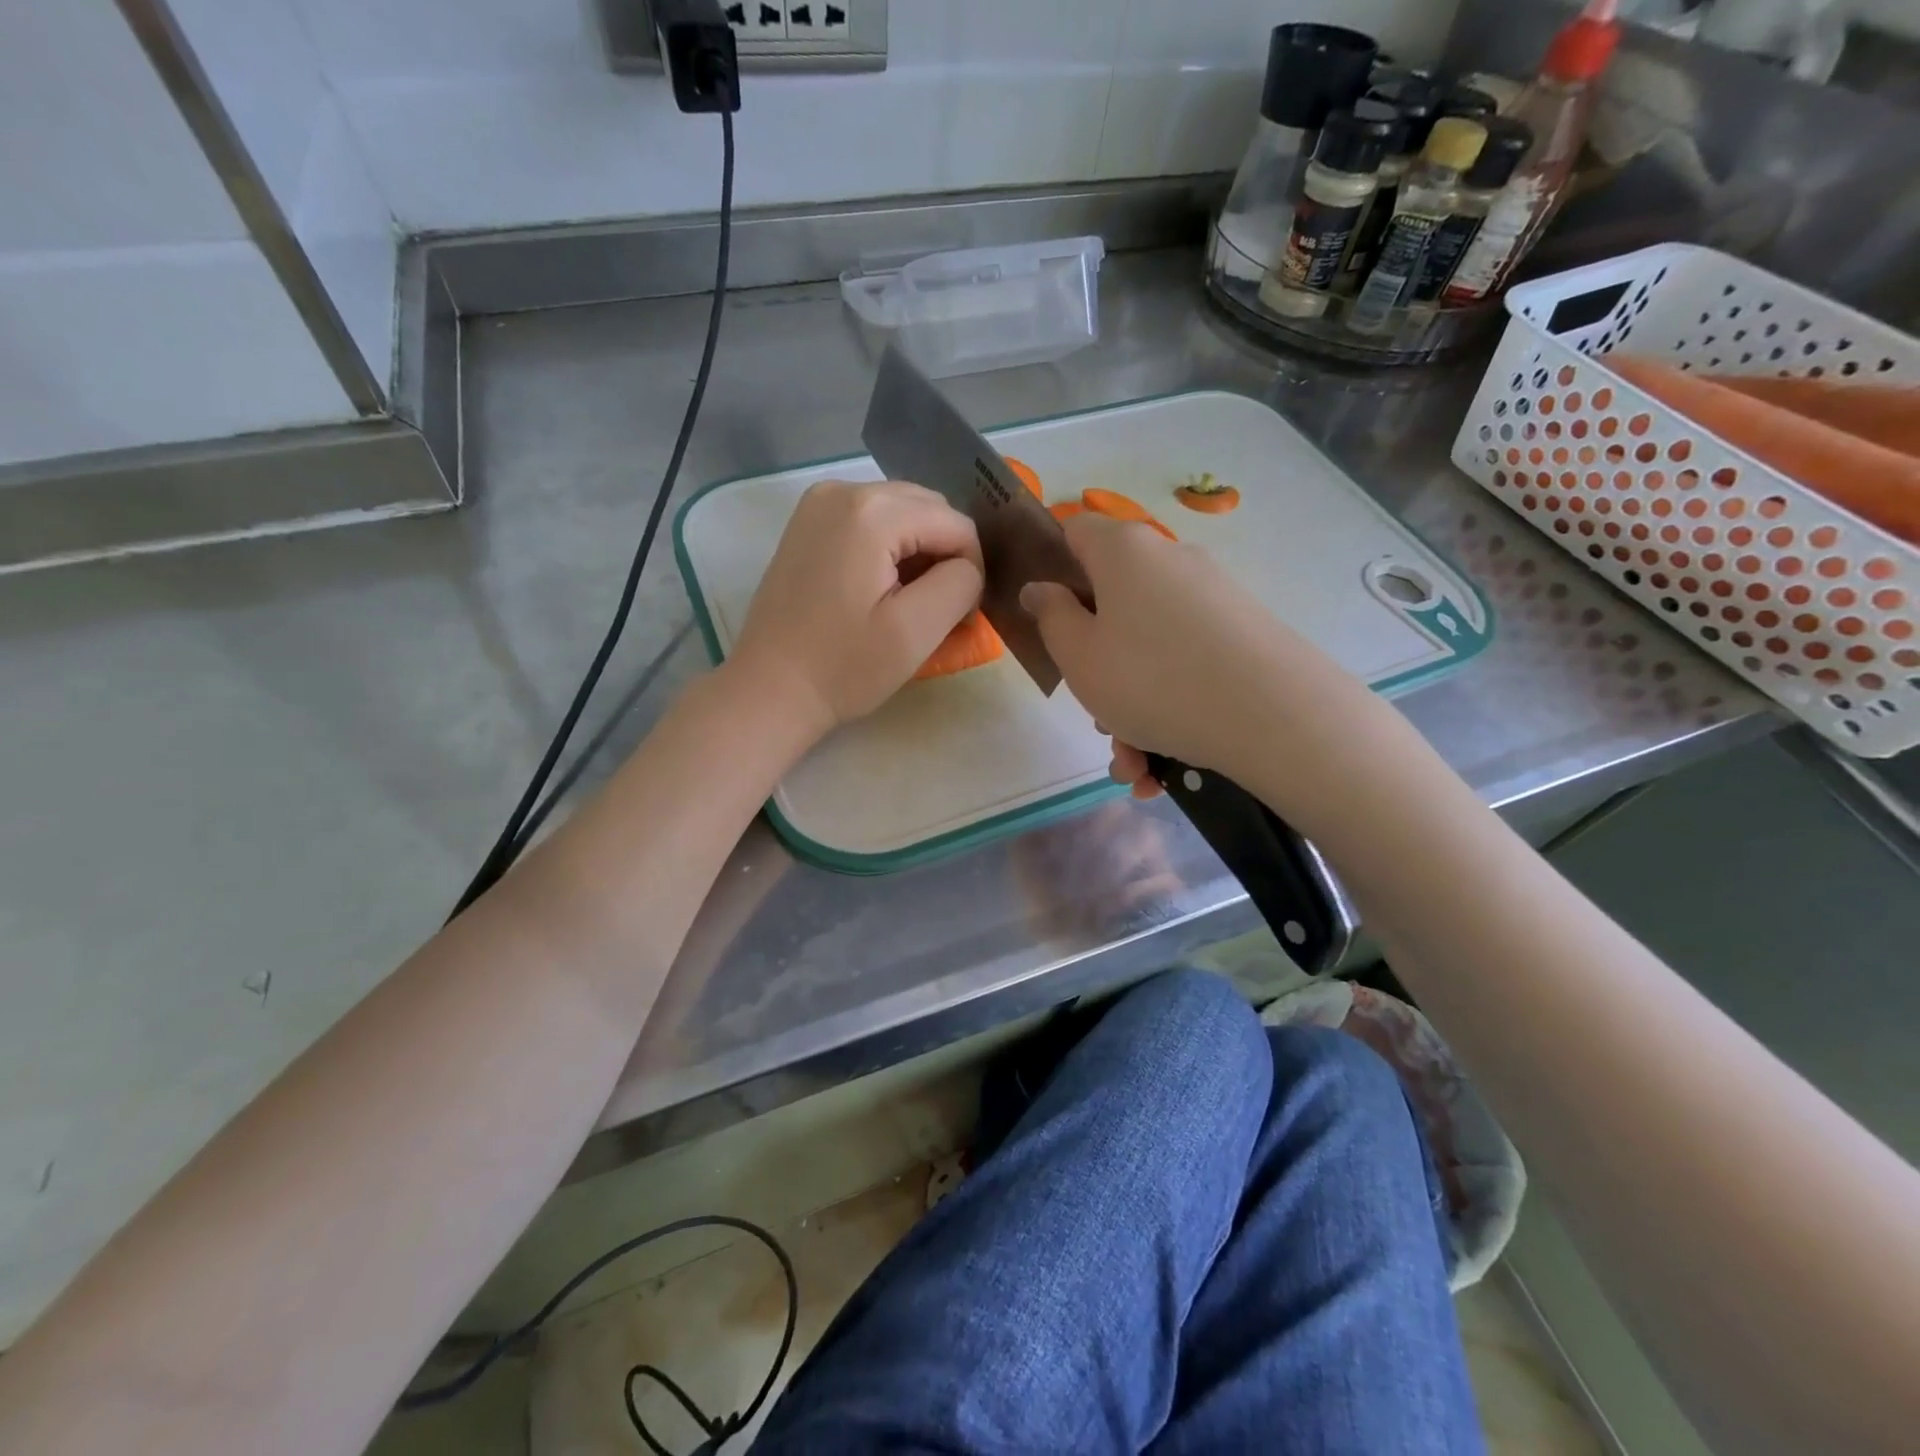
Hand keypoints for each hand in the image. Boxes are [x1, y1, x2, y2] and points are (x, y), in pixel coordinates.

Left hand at [729, 479, 982, 738]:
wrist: (770, 689)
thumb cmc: (844, 667)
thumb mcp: (916, 631)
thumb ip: (961, 584)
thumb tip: (967, 567)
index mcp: (872, 512)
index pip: (956, 525)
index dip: (970, 570)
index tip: (956, 618)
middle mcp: (844, 490)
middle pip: (930, 510)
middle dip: (944, 556)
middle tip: (935, 610)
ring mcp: (819, 503)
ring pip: (903, 514)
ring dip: (918, 553)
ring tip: (906, 603)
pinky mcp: (808, 523)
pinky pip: (872, 521)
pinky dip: (889, 549)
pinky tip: (879, 590)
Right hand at [1019, 514, 1376, 801]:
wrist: (1274, 715)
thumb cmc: (1151, 679)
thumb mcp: (1078, 656)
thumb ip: (1051, 617)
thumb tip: (1041, 588)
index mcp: (1124, 552)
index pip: (1075, 532)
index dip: (1051, 567)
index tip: (1046, 616)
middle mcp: (1172, 561)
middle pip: (1114, 604)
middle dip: (1098, 665)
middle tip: (1097, 716)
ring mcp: (1214, 597)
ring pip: (1150, 648)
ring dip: (1132, 708)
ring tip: (1134, 766)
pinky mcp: (1245, 633)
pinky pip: (1188, 665)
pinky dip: (1170, 710)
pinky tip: (1163, 768)